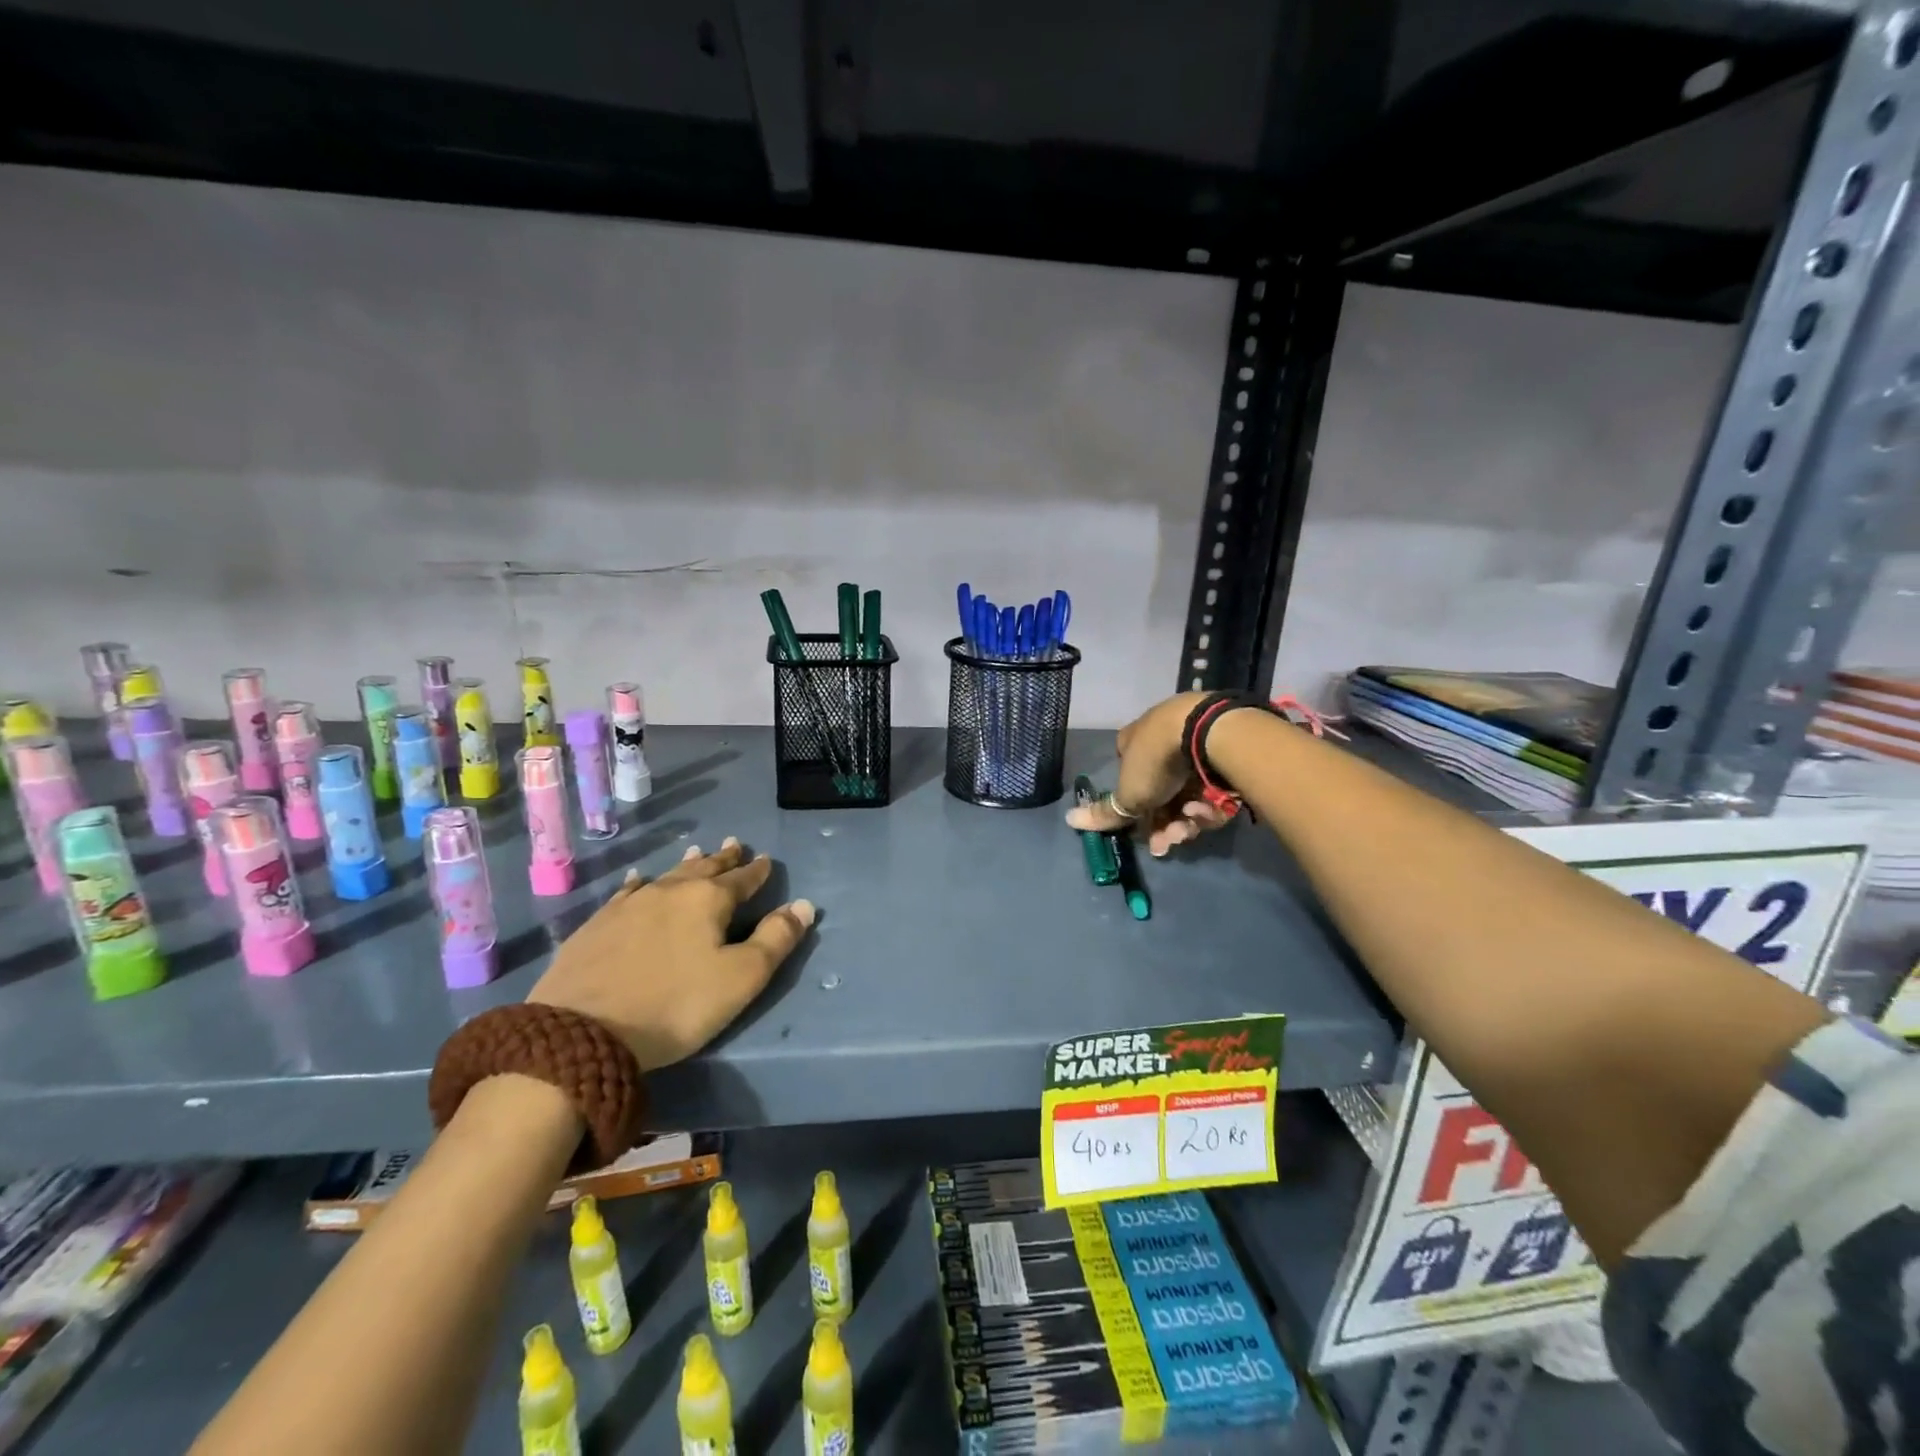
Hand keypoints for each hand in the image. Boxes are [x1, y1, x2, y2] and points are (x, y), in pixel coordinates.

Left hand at [528, 838, 813, 1070]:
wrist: (580, 1033)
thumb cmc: (675, 1006)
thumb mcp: (740, 979)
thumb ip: (776, 939)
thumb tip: (803, 905)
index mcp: (708, 900)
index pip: (742, 879)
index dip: (757, 871)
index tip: (765, 860)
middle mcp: (670, 891)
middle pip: (704, 869)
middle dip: (723, 858)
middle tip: (734, 844)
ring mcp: (629, 905)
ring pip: (666, 876)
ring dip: (686, 866)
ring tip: (696, 853)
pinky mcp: (597, 925)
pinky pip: (628, 892)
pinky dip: (642, 883)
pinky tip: (639, 880)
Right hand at [1064, 692, 1236, 856]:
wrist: (1209, 732)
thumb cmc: (1157, 761)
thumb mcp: (1128, 794)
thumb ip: (1105, 812)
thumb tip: (1069, 819)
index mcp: (1134, 743)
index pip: (1129, 780)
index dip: (1136, 812)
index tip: (1146, 836)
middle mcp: (1162, 742)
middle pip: (1162, 795)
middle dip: (1164, 825)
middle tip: (1170, 842)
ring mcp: (1195, 746)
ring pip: (1189, 796)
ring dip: (1187, 819)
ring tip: (1190, 826)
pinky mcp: (1225, 754)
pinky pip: (1214, 789)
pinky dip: (1210, 804)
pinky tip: (1209, 809)